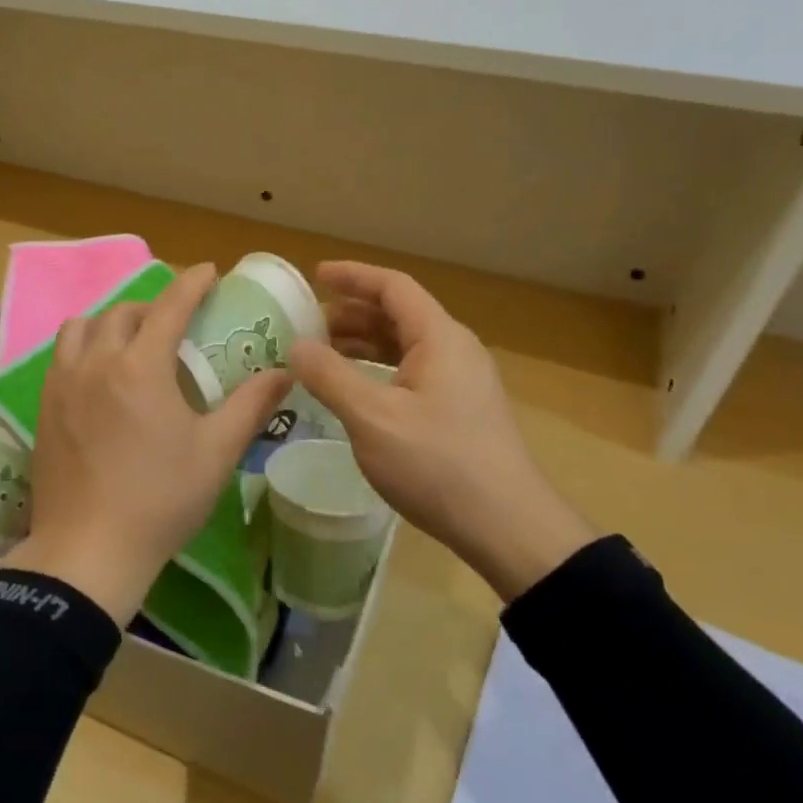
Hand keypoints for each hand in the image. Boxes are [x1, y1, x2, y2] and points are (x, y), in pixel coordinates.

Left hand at [6, 263, 292, 625]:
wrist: (88, 550)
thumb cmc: (160, 500)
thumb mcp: (216, 452)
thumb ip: (250, 405)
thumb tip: (284, 373)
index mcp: (140, 367)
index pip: (168, 307)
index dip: (191, 283)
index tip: (209, 271)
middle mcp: (95, 362)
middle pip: (123, 312)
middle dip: (153, 305)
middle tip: (176, 321)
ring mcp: (62, 384)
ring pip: (82, 327)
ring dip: (111, 322)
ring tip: (131, 341)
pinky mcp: (44, 407)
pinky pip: (61, 356)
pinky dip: (84, 347)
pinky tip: (99, 375)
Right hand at [288, 262, 593, 601]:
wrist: (506, 526)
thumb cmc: (437, 464)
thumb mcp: (372, 418)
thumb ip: (330, 376)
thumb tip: (296, 345)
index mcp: (440, 338)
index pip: (393, 287)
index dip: (352, 276)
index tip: (314, 275)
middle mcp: (455, 350)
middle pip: (399, 314)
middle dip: (351, 312)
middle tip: (308, 324)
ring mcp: (461, 381)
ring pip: (405, 345)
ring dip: (363, 343)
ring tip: (322, 355)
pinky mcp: (460, 410)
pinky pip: (412, 372)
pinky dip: (378, 369)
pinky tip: (355, 391)